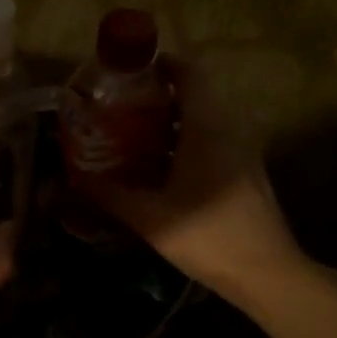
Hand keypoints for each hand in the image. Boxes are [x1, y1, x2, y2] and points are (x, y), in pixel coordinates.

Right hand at [88, 63, 303, 297]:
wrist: (265, 273)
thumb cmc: (206, 235)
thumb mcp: (149, 216)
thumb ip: (108, 194)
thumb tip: (70, 181)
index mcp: (207, 128)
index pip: (190, 74)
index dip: (162, 65)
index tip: (129, 72)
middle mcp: (230, 130)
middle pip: (195, 95)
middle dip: (158, 96)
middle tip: (121, 108)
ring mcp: (243, 151)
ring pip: (206, 120)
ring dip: (172, 122)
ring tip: (134, 136)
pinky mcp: (247, 172)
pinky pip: (215, 141)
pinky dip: (188, 142)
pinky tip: (162, 168)